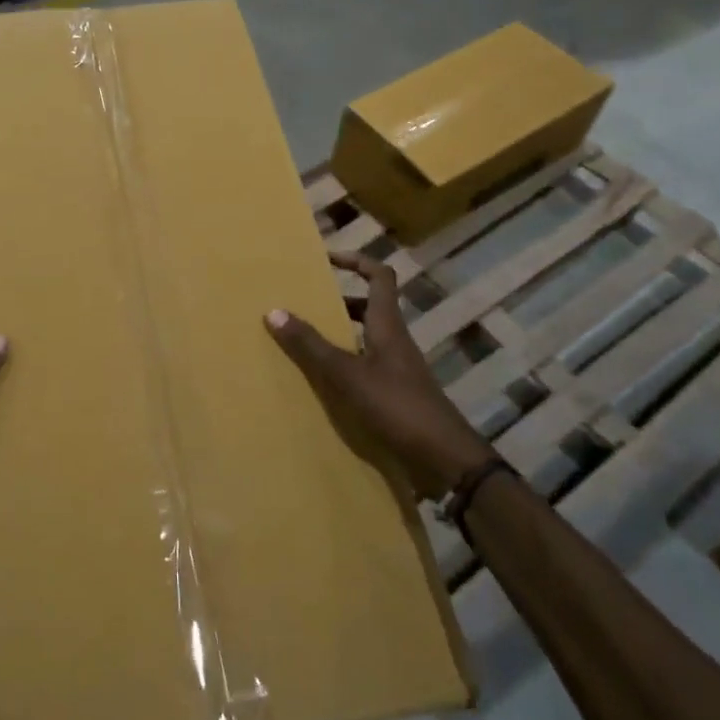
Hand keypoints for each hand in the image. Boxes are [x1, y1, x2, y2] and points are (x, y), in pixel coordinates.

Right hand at [265, 251, 493, 496]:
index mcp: (388, 326)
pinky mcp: (396, 395)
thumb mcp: (347, 375)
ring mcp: (398, 369)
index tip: (326, 258)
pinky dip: (345, 365)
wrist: (445, 460)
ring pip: (366, 338)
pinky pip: (366, 367)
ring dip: (339, 333)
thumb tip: (274, 310)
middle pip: (370, 306)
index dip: (355, 261)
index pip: (379, 277)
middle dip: (339, 300)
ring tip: (305, 339)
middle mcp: (395, 341)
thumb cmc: (398, 407)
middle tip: (305, 302)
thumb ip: (311, 345)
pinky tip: (322, 382)